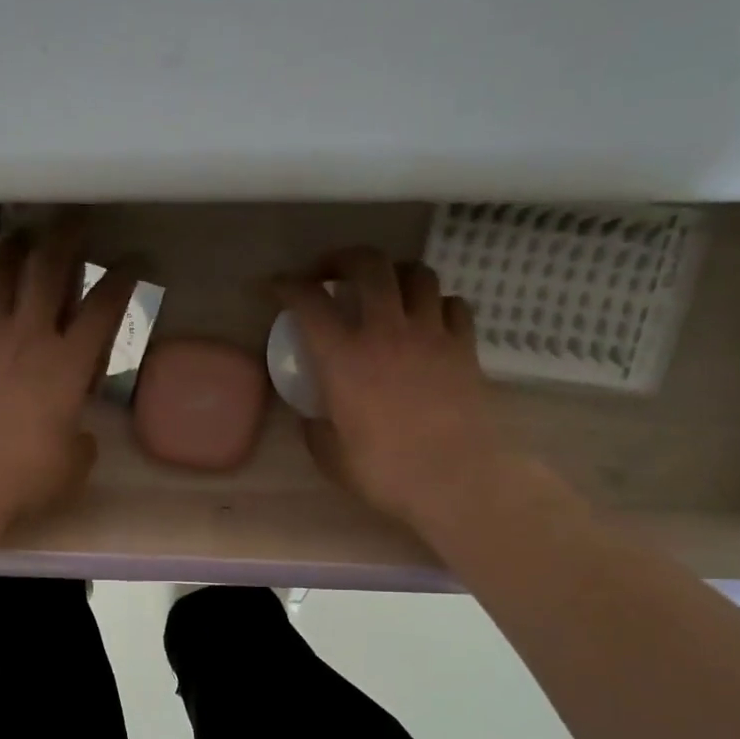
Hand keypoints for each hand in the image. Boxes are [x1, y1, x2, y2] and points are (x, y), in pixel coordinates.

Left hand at [0, 224, 138, 521]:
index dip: (123, 279)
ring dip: (12, 254)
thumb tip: (75, 434)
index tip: (134, 261)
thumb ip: (79, 441)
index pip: (104, 308)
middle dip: (65, 237)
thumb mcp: (72, 464)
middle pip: (47, 269)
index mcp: (68, 362)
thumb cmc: (26, 473)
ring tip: (20, 243)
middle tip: (72, 217)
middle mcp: (29, 337)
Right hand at [276, 248, 507, 528]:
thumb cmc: (385, 473)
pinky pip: (453, 304)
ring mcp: (431, 334)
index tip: (275, 285)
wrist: (455, 481)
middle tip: (331, 272)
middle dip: (343, 258)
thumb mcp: (331, 457)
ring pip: (417, 274)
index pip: (309, 302)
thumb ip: (316, 428)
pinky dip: (436, 303)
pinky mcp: (464, 347)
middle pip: (369, 265)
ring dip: (395, 273)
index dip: (287, 285)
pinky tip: (428, 319)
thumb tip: (313, 415)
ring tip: (385, 290)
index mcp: (344, 359)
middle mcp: (386, 332)